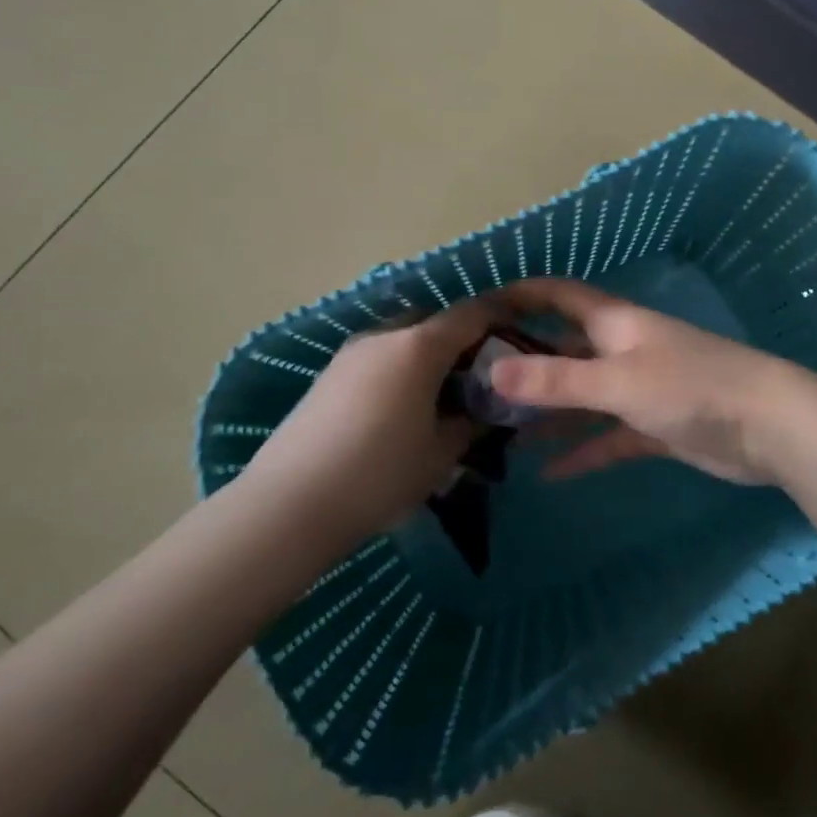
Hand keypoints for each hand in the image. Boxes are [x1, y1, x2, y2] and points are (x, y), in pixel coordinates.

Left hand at [236, 298, 498, 542]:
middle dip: (466, 338)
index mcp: (419, 345)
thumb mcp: (443, 452)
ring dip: (433, 355)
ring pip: (406, 338)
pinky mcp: (330, 374)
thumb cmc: (380, 474)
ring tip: (449, 395)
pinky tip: (408, 407)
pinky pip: (382, 357)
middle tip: (486, 373)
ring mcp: (352, 352)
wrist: (290, 504)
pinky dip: (405, 369)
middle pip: (437, 320)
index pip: (474, 312)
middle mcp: (385, 335)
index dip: (505, 314)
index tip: (527, 329)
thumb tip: (488, 410)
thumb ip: (474, 422)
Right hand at [489, 279, 807, 485]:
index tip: (477, 308)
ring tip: (499, 432)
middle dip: (524, 363)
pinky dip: (582, 449)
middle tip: (475, 384)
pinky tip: (548, 473)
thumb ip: (555, 380)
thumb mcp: (617, 382)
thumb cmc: (691, 387)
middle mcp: (623, 349)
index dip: (520, 295)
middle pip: (564, 349)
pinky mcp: (655, 426)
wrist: (769, 427)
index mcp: (614, 323)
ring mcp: (640, 388)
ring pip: (582, 396)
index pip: (558, 296)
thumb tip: (491, 374)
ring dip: (547, 413)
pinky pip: (608, 435)